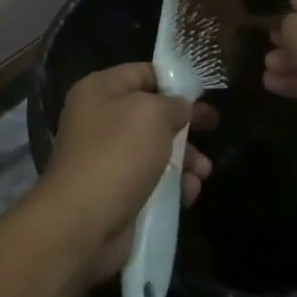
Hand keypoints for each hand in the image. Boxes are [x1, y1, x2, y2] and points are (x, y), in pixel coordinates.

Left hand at [37, 62, 216, 283]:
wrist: (82, 223)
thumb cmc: (117, 154)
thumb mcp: (152, 114)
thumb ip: (173, 104)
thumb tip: (181, 107)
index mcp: (98, 90)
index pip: (141, 72)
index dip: (173, 80)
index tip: (202, 92)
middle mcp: (99, 120)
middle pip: (150, 113)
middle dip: (183, 123)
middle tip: (213, 126)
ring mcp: (106, 158)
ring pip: (154, 150)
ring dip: (183, 158)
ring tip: (203, 170)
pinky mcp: (115, 193)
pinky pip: (150, 182)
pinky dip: (172, 185)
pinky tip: (190, 192)